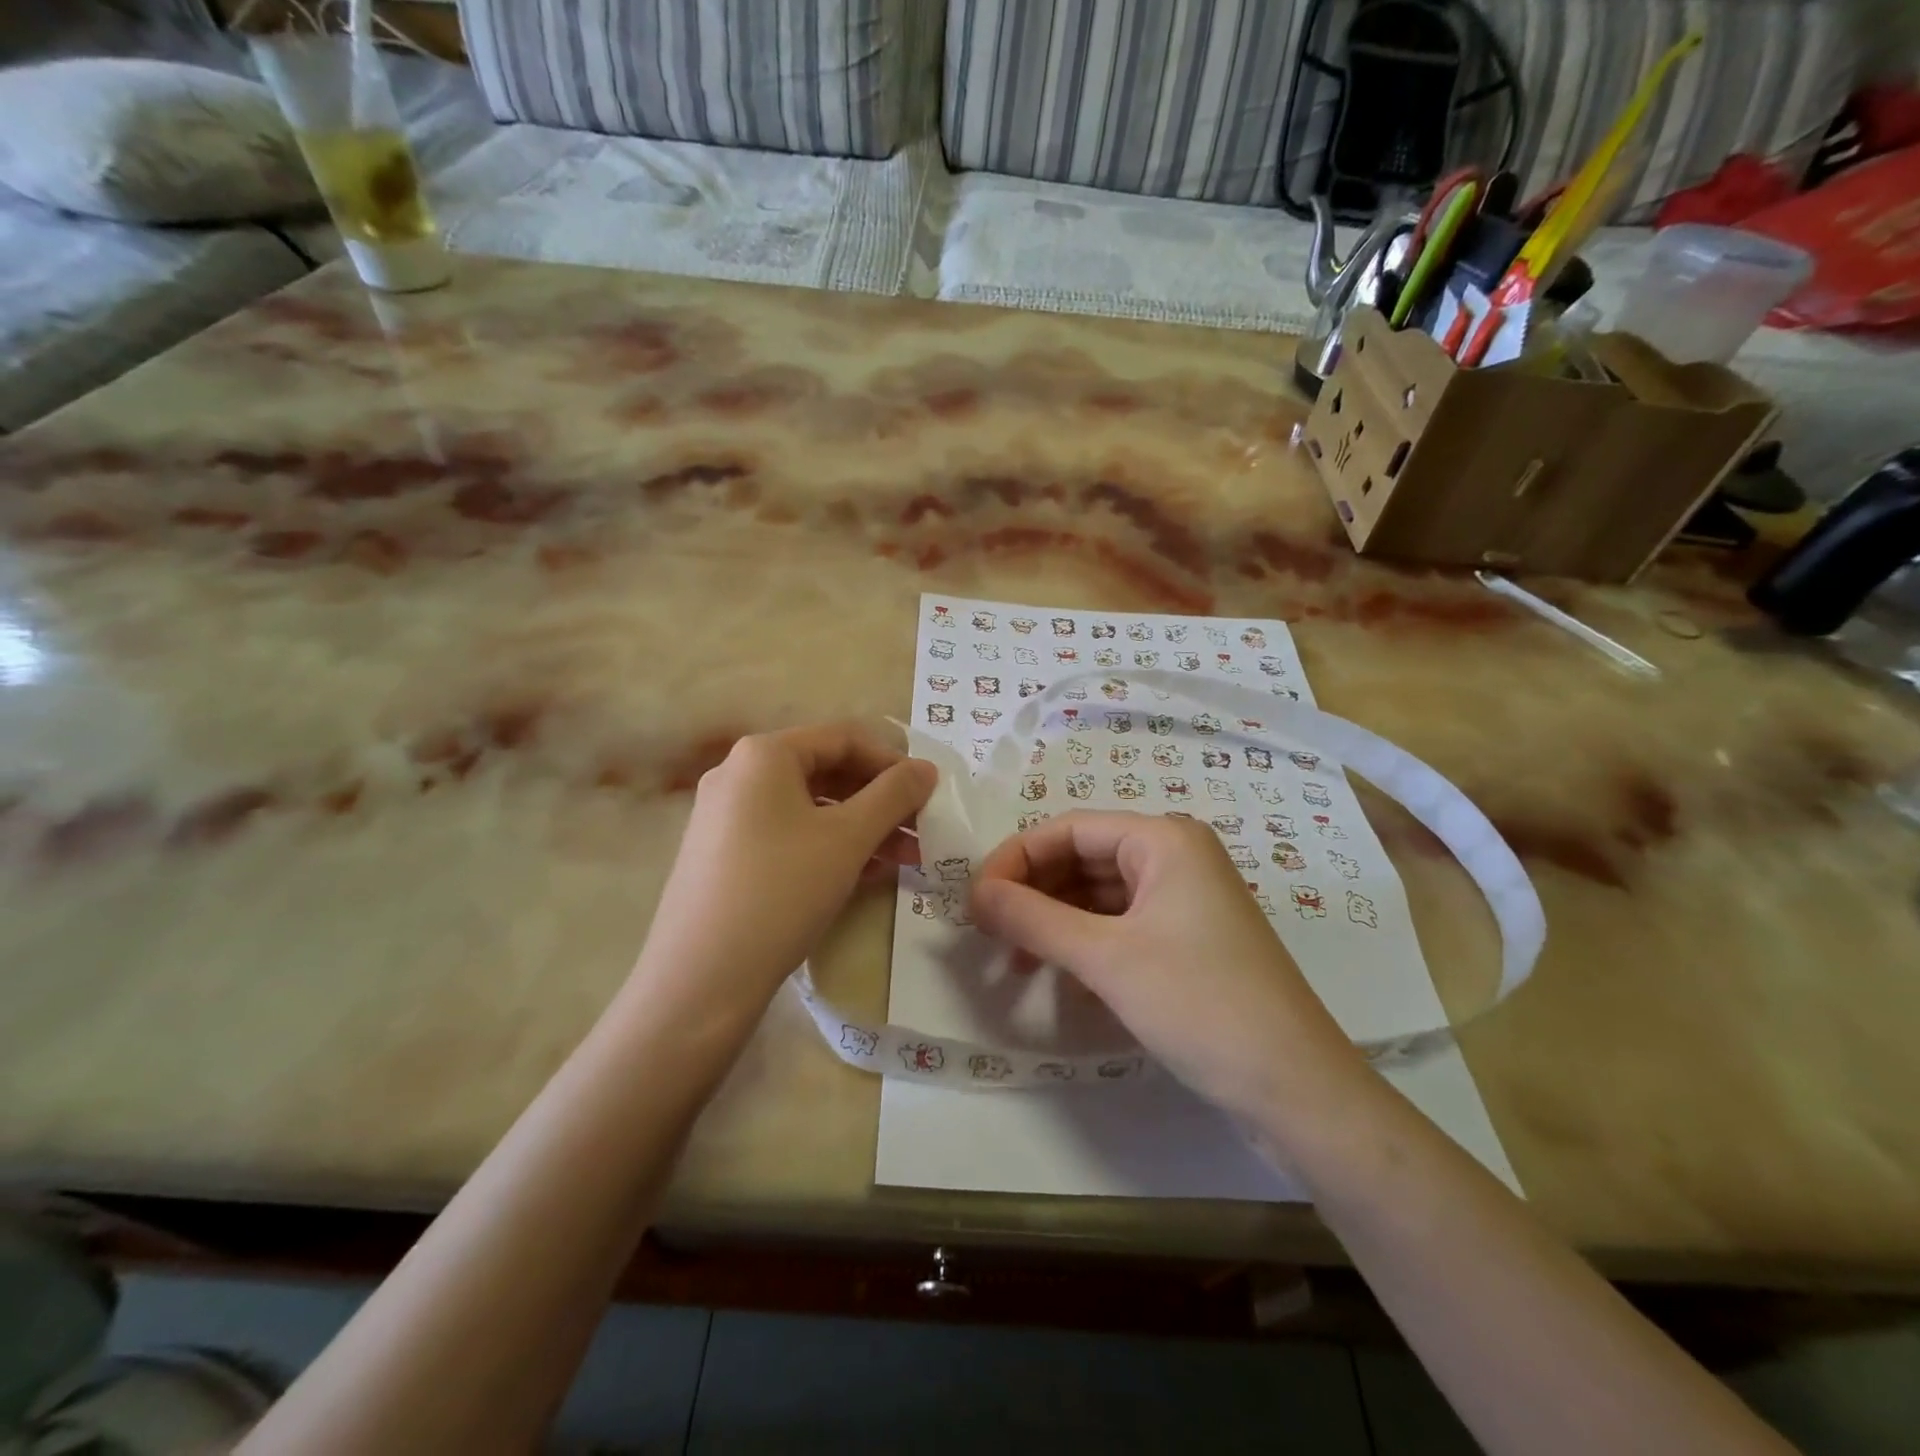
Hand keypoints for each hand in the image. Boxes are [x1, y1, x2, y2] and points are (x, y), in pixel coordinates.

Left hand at [632, 724, 935, 1020]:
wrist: (699, 981)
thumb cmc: (781, 891)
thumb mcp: (848, 838)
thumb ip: (894, 795)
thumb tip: (927, 768)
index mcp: (763, 754)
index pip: (843, 738)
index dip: (893, 761)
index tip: (930, 792)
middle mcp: (739, 774)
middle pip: (826, 771)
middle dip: (880, 800)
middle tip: (922, 828)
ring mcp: (726, 817)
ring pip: (810, 808)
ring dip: (862, 827)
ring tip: (906, 858)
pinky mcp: (725, 856)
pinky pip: (789, 836)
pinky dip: (830, 847)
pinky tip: (866, 874)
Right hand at [971, 812, 1363, 1121]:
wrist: (1294, 1089)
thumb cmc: (1199, 1004)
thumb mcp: (1105, 958)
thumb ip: (1033, 918)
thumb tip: (975, 893)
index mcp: (1162, 839)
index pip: (1068, 829)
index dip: (1015, 859)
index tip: (974, 900)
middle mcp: (1174, 857)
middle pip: (1082, 858)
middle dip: (1033, 891)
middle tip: (986, 931)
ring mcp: (1183, 899)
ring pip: (1098, 895)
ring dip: (1053, 920)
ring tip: (1014, 957)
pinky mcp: (1187, 939)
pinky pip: (1120, 924)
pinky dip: (1084, 942)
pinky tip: (1057, 972)